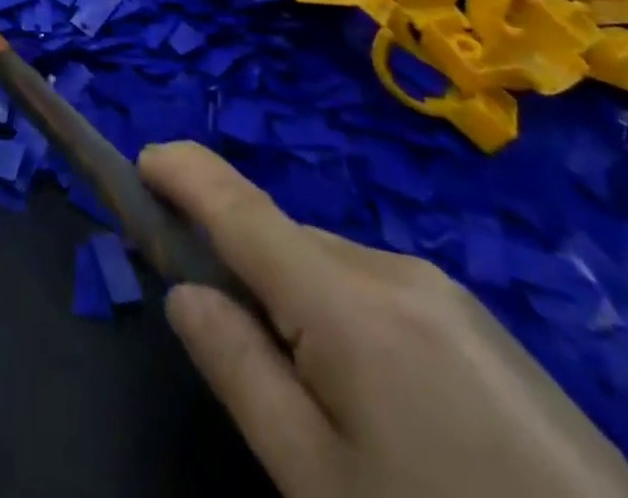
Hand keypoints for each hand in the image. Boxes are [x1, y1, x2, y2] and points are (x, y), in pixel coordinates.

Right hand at [140, 143, 627, 497]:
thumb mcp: (317, 480)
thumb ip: (239, 370)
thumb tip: (185, 292)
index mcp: (347, 299)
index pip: (240, 206)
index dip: (185, 172)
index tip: (142, 161)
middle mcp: (394, 269)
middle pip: (286, 243)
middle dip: (244, 270)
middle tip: (234, 347)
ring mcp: (448, 295)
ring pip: (333, 269)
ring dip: (299, 302)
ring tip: (321, 404)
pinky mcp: (485, 327)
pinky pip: (382, 294)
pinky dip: (347, 318)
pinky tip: (385, 409)